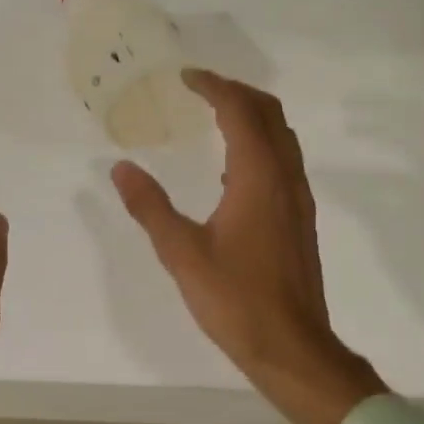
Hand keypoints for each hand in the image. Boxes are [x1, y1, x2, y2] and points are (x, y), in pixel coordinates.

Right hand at [112, 70, 385, 423]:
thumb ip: (150, 207)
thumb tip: (122, 168)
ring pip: (282, 138)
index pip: (240, 111)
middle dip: (237, 93)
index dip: (213, 87)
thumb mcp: (182, 254)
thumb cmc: (235, 300)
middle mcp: (285, 179)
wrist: (291, 345)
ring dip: (253, 117)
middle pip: (270, 114)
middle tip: (201, 89)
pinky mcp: (301, 220)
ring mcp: (298, 200)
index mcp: (258, 178)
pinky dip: (261, 146)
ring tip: (216, 118)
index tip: (185, 77)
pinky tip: (233, 172)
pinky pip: (284, 163)